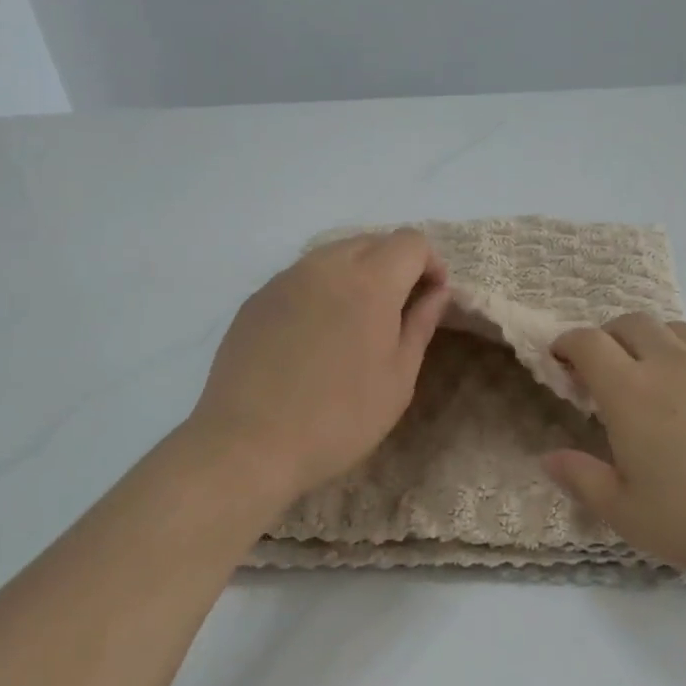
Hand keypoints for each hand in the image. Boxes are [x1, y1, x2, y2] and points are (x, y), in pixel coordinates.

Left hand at [187, 230, 449, 501]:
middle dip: (395, 265)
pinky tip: (314, 335)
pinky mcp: (256, 298)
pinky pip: (301, 277)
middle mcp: (325, 266)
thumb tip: (436, 292)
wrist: (249, 443)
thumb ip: (420, 324)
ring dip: (357, 274)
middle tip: (398, 311)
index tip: (431, 298)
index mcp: (369, 282)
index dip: (430, 264)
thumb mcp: (398, 379)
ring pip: (333, 254)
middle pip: (372, 241)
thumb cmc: (339, 418)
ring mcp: (285, 279)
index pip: (410, 242)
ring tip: (355, 322)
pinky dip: (322, 289)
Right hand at [544, 315, 685, 578]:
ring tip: (664, 378)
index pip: (587, 342)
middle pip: (631, 322)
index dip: (568, 343)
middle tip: (610, 368)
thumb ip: (582, 480)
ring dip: (659, 345)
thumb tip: (548, 458)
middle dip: (611, 337)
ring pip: (678, 330)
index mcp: (630, 392)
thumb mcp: (629, 514)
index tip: (562, 359)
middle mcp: (672, 362)